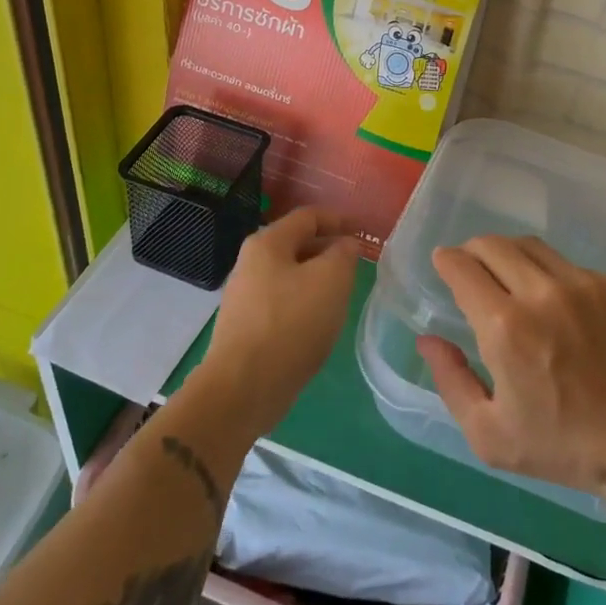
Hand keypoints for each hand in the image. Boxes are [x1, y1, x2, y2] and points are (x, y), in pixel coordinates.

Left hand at [194, 207, 359, 438]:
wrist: (242, 388)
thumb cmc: (291, 324)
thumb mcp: (331, 280)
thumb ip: (344, 254)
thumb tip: (344, 244)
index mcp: (267, 243)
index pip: (308, 217)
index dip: (338, 219)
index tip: (363, 231)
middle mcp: (250, 263)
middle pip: (296, 245)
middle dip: (328, 250)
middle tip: (356, 264)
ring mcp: (244, 296)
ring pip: (290, 276)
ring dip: (317, 279)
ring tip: (342, 294)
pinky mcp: (245, 327)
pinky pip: (281, 303)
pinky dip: (304, 303)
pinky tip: (318, 323)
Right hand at [418, 236, 605, 492]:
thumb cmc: (560, 446)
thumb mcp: (489, 434)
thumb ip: (451, 380)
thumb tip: (427, 338)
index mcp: (505, 328)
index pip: (463, 268)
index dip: (446, 260)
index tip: (443, 263)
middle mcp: (540, 293)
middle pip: (493, 245)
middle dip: (472, 251)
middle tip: (470, 268)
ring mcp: (580, 284)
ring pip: (529, 245)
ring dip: (507, 254)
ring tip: (506, 276)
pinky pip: (564, 263)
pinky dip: (545, 271)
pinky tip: (551, 300)